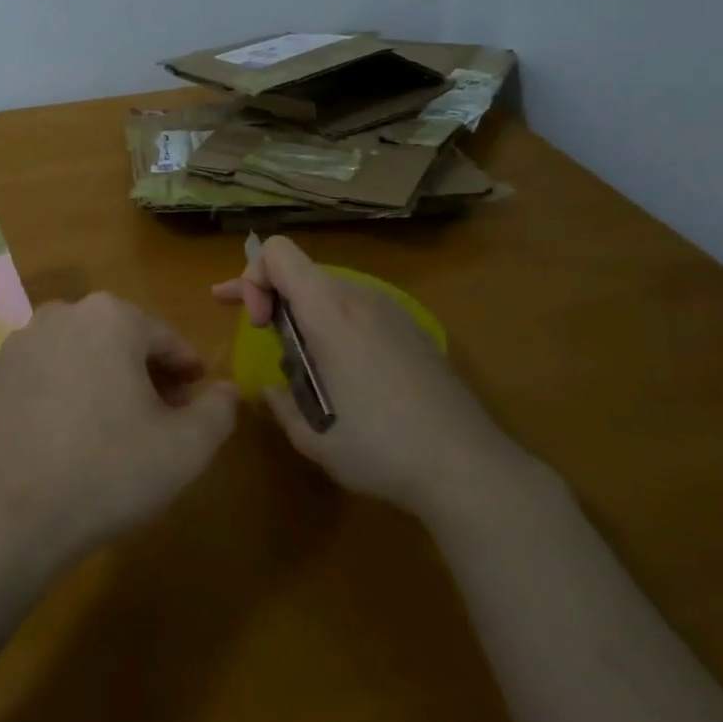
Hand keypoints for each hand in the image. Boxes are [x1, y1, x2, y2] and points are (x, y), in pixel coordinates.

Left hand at [0, 293, 237, 566]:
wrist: (8, 514)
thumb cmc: (108, 471)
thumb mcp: (185, 448)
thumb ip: (218, 410)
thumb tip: (227, 390)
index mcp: (112, 316)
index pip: (166, 339)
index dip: (187, 370)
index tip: (196, 398)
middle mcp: (64, 312)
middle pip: (122, 340)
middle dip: (146, 373)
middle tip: (161, 417)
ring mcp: (23, 341)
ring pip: (83, 353)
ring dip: (106, 379)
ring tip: (117, 427)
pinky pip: (48, 372)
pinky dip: (68, 390)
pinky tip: (71, 433)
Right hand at [212, 236, 522, 516]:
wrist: (468, 468)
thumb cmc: (381, 450)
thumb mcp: (313, 437)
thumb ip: (281, 404)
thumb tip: (271, 389)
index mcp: (331, 314)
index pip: (279, 253)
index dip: (254, 278)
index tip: (258, 324)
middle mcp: (362, 299)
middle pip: (303, 270)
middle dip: (270, 293)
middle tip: (255, 327)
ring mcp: (392, 312)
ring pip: (331, 289)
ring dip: (303, 310)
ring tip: (298, 356)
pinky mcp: (413, 330)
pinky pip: (360, 308)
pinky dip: (334, 322)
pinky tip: (342, 366)